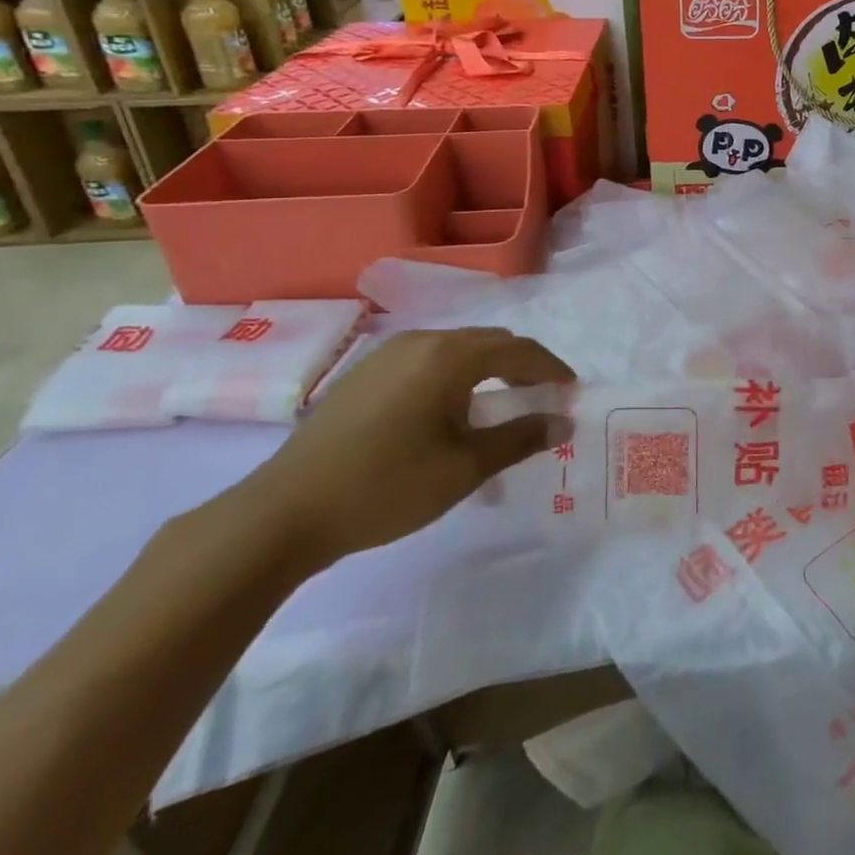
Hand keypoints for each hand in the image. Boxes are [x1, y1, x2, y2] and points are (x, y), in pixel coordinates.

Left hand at [243, 329, 573, 572]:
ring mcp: (387, 355)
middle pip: (488, 342)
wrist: (283, 513)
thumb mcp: (465, 468)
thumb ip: (520, 438)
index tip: (571, 390)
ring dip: (486, 370)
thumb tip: (563, 423)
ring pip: (455, 350)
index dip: (551, 368)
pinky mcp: (363, 375)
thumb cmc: (387, 485)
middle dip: (521, 366)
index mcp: (451, 356)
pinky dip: (453, 377)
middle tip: (541, 397)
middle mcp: (421, 341)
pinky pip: (426, 362)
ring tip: (498, 406)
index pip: (519, 349)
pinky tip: (448, 413)